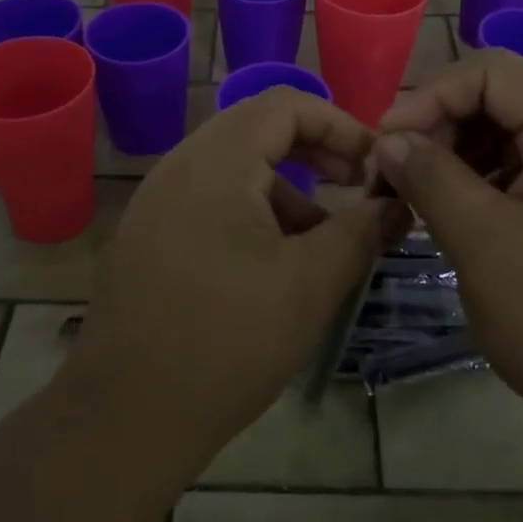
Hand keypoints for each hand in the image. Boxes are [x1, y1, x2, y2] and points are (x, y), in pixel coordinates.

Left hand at [61, 87, 403, 479]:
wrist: (123, 418)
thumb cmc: (226, 344)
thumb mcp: (310, 285)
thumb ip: (360, 232)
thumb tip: (399, 202)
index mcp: (215, 163)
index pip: (285, 104)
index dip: (339, 123)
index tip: (374, 164)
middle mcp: (180, 165)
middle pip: (258, 128)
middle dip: (315, 151)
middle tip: (355, 186)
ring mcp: (157, 199)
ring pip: (236, 166)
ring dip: (286, 187)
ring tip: (321, 240)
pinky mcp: (149, 232)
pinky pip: (211, 197)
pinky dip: (253, 210)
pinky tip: (274, 262)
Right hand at [374, 49, 522, 447]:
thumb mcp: (485, 246)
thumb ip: (431, 178)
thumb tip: (389, 139)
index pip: (493, 73)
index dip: (429, 97)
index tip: (385, 145)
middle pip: (504, 103)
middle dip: (442, 131)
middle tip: (397, 179)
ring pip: (516, 142)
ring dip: (462, 161)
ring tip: (424, 204)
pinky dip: (491, 189)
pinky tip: (466, 224)